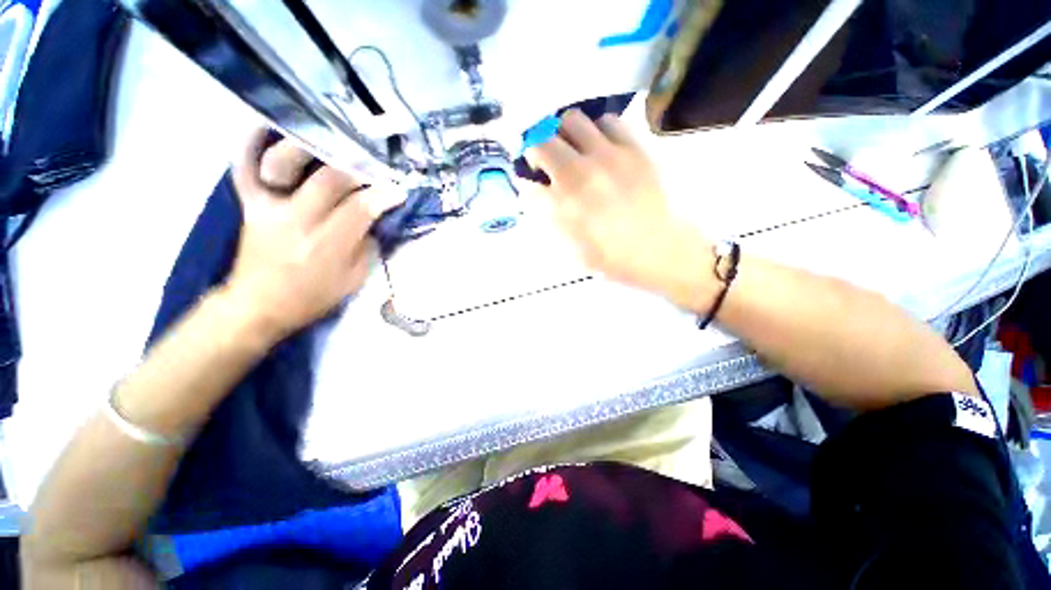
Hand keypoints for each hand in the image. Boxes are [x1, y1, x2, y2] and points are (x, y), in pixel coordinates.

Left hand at [224, 131, 403, 339]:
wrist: (260, 304)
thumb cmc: (314, 295)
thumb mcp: (354, 279)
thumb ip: (368, 246)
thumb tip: (375, 217)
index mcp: (327, 246)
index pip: (361, 209)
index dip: (384, 195)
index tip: (399, 190)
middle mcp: (297, 221)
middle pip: (330, 180)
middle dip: (359, 170)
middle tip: (375, 169)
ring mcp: (268, 207)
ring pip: (287, 163)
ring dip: (313, 148)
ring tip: (334, 143)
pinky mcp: (250, 203)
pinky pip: (244, 166)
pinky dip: (252, 142)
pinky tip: (269, 125)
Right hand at [525, 110, 711, 306]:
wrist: (659, 250)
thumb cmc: (612, 257)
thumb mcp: (571, 249)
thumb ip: (550, 218)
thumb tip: (538, 195)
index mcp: (562, 204)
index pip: (527, 182)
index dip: (526, 183)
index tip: (532, 186)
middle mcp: (579, 173)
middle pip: (542, 141)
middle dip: (538, 153)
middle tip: (548, 164)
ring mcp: (607, 155)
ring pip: (572, 120)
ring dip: (566, 136)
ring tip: (576, 151)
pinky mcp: (633, 147)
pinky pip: (608, 121)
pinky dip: (598, 130)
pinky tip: (602, 147)